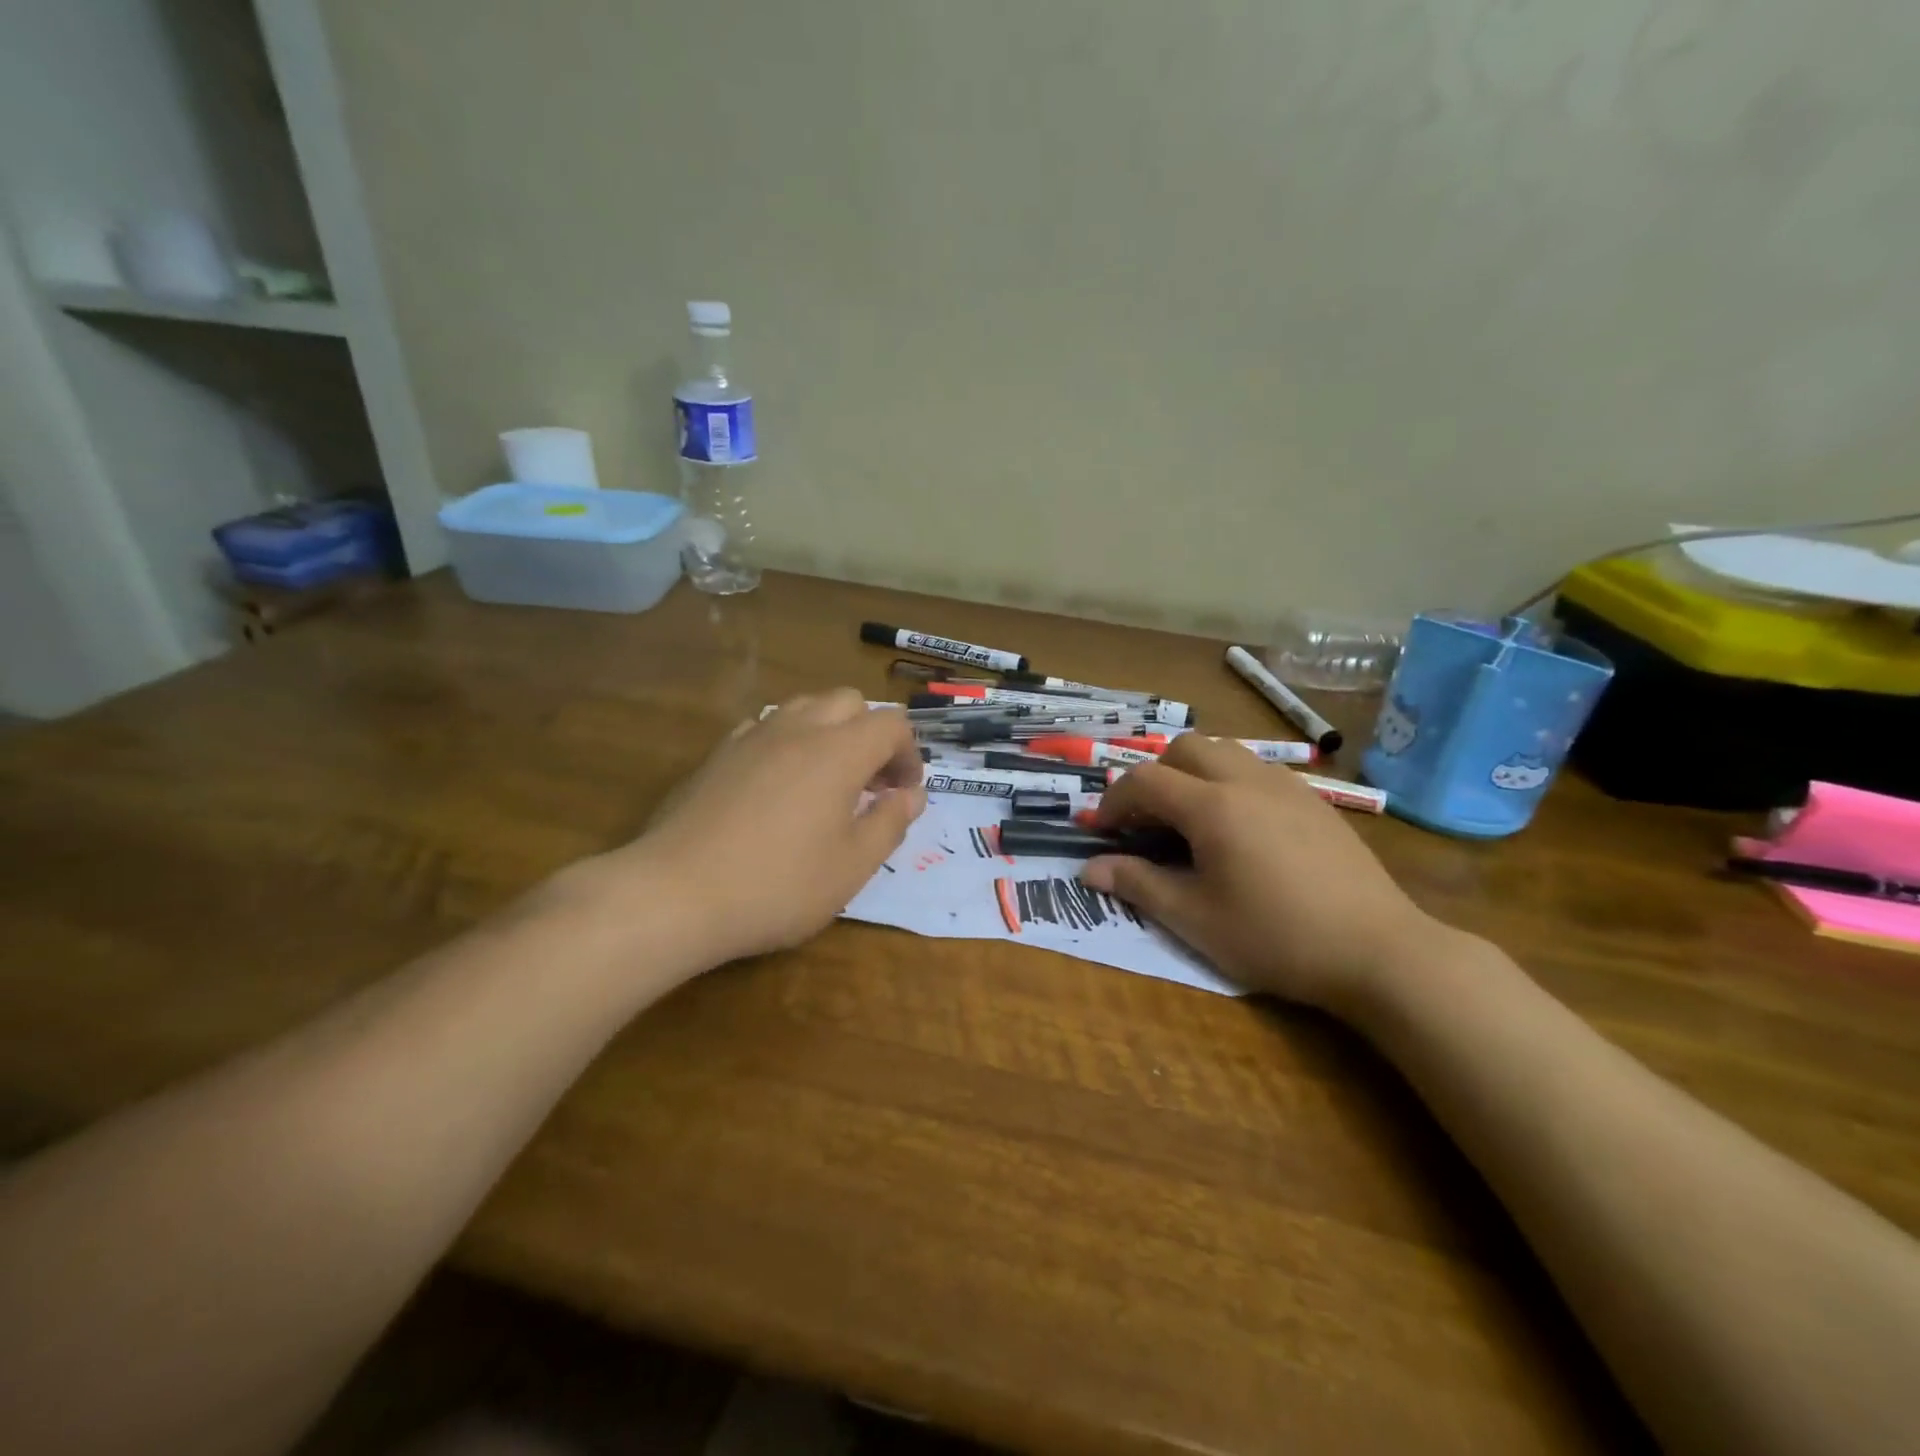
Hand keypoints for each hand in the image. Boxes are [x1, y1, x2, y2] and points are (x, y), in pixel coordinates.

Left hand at [607, 689, 925, 965]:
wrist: (675, 894)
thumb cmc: (778, 885)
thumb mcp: (852, 866)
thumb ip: (890, 823)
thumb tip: (912, 795)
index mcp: (838, 752)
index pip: (890, 724)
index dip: (909, 754)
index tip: (904, 793)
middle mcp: (797, 729)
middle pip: (848, 702)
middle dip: (871, 734)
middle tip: (872, 784)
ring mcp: (751, 737)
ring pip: (805, 707)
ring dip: (830, 732)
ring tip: (829, 781)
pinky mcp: (718, 755)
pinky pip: (766, 727)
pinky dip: (788, 742)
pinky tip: (780, 786)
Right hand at [1082, 735, 1436, 1009]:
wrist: (1377, 950)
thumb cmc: (1275, 937)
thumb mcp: (1195, 919)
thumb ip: (1138, 885)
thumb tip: (1090, 869)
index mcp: (1212, 806)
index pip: (1144, 780)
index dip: (1114, 801)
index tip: (1103, 831)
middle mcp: (1246, 779)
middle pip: (1184, 748)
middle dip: (1154, 776)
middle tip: (1148, 822)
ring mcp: (1286, 785)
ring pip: (1225, 751)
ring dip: (1193, 774)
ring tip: (1191, 821)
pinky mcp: (1314, 800)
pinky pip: (1257, 770)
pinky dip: (1229, 783)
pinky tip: (1240, 830)